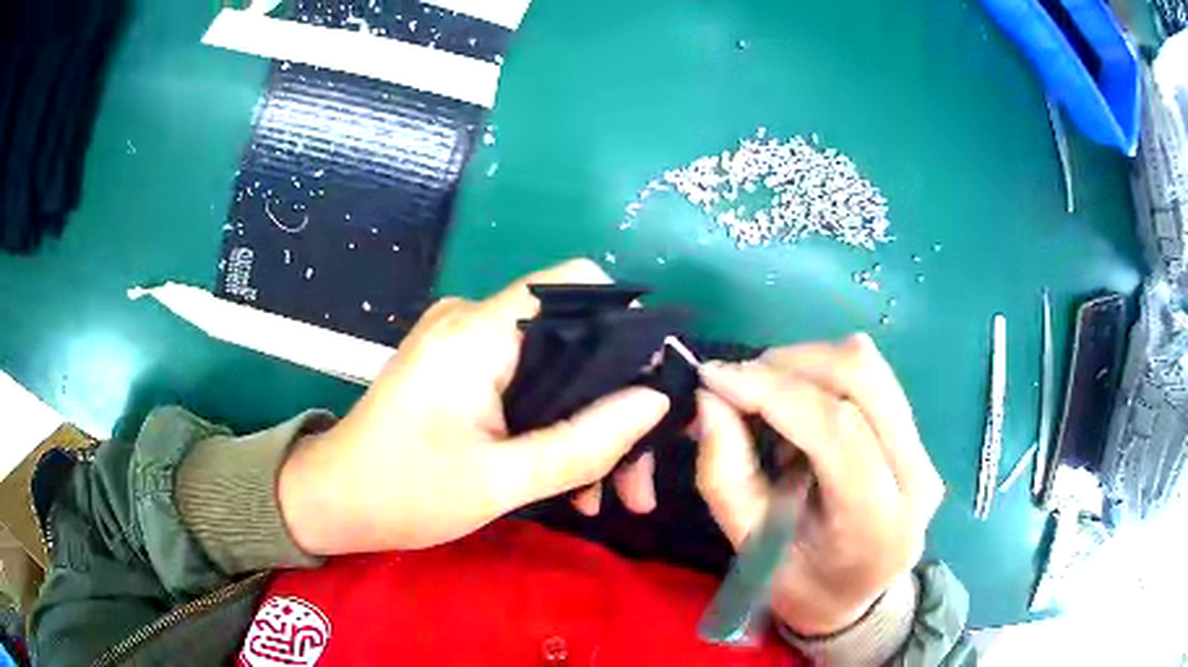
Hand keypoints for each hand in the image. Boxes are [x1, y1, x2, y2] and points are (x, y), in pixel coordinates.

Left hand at [278, 259, 669, 554]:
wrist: (332, 502)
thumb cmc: (403, 493)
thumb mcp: (500, 481)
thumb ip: (582, 442)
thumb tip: (654, 402)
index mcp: (479, 332)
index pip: (576, 284)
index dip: (625, 326)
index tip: (651, 390)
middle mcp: (474, 322)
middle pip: (574, 338)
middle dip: (614, 404)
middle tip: (637, 477)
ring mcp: (465, 346)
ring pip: (555, 370)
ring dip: (587, 428)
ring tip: (607, 497)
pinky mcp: (460, 371)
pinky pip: (526, 386)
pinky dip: (554, 429)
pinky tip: (571, 484)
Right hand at [695, 334, 943, 635]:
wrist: (855, 598)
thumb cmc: (800, 586)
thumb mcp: (750, 549)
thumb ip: (725, 476)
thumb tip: (710, 400)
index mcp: (877, 522)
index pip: (836, 429)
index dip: (773, 391)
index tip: (714, 378)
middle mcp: (916, 477)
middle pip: (861, 378)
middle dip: (789, 364)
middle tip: (739, 384)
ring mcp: (925, 452)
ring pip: (869, 367)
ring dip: (806, 364)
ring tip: (768, 397)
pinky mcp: (918, 437)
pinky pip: (872, 379)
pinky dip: (824, 375)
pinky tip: (800, 406)